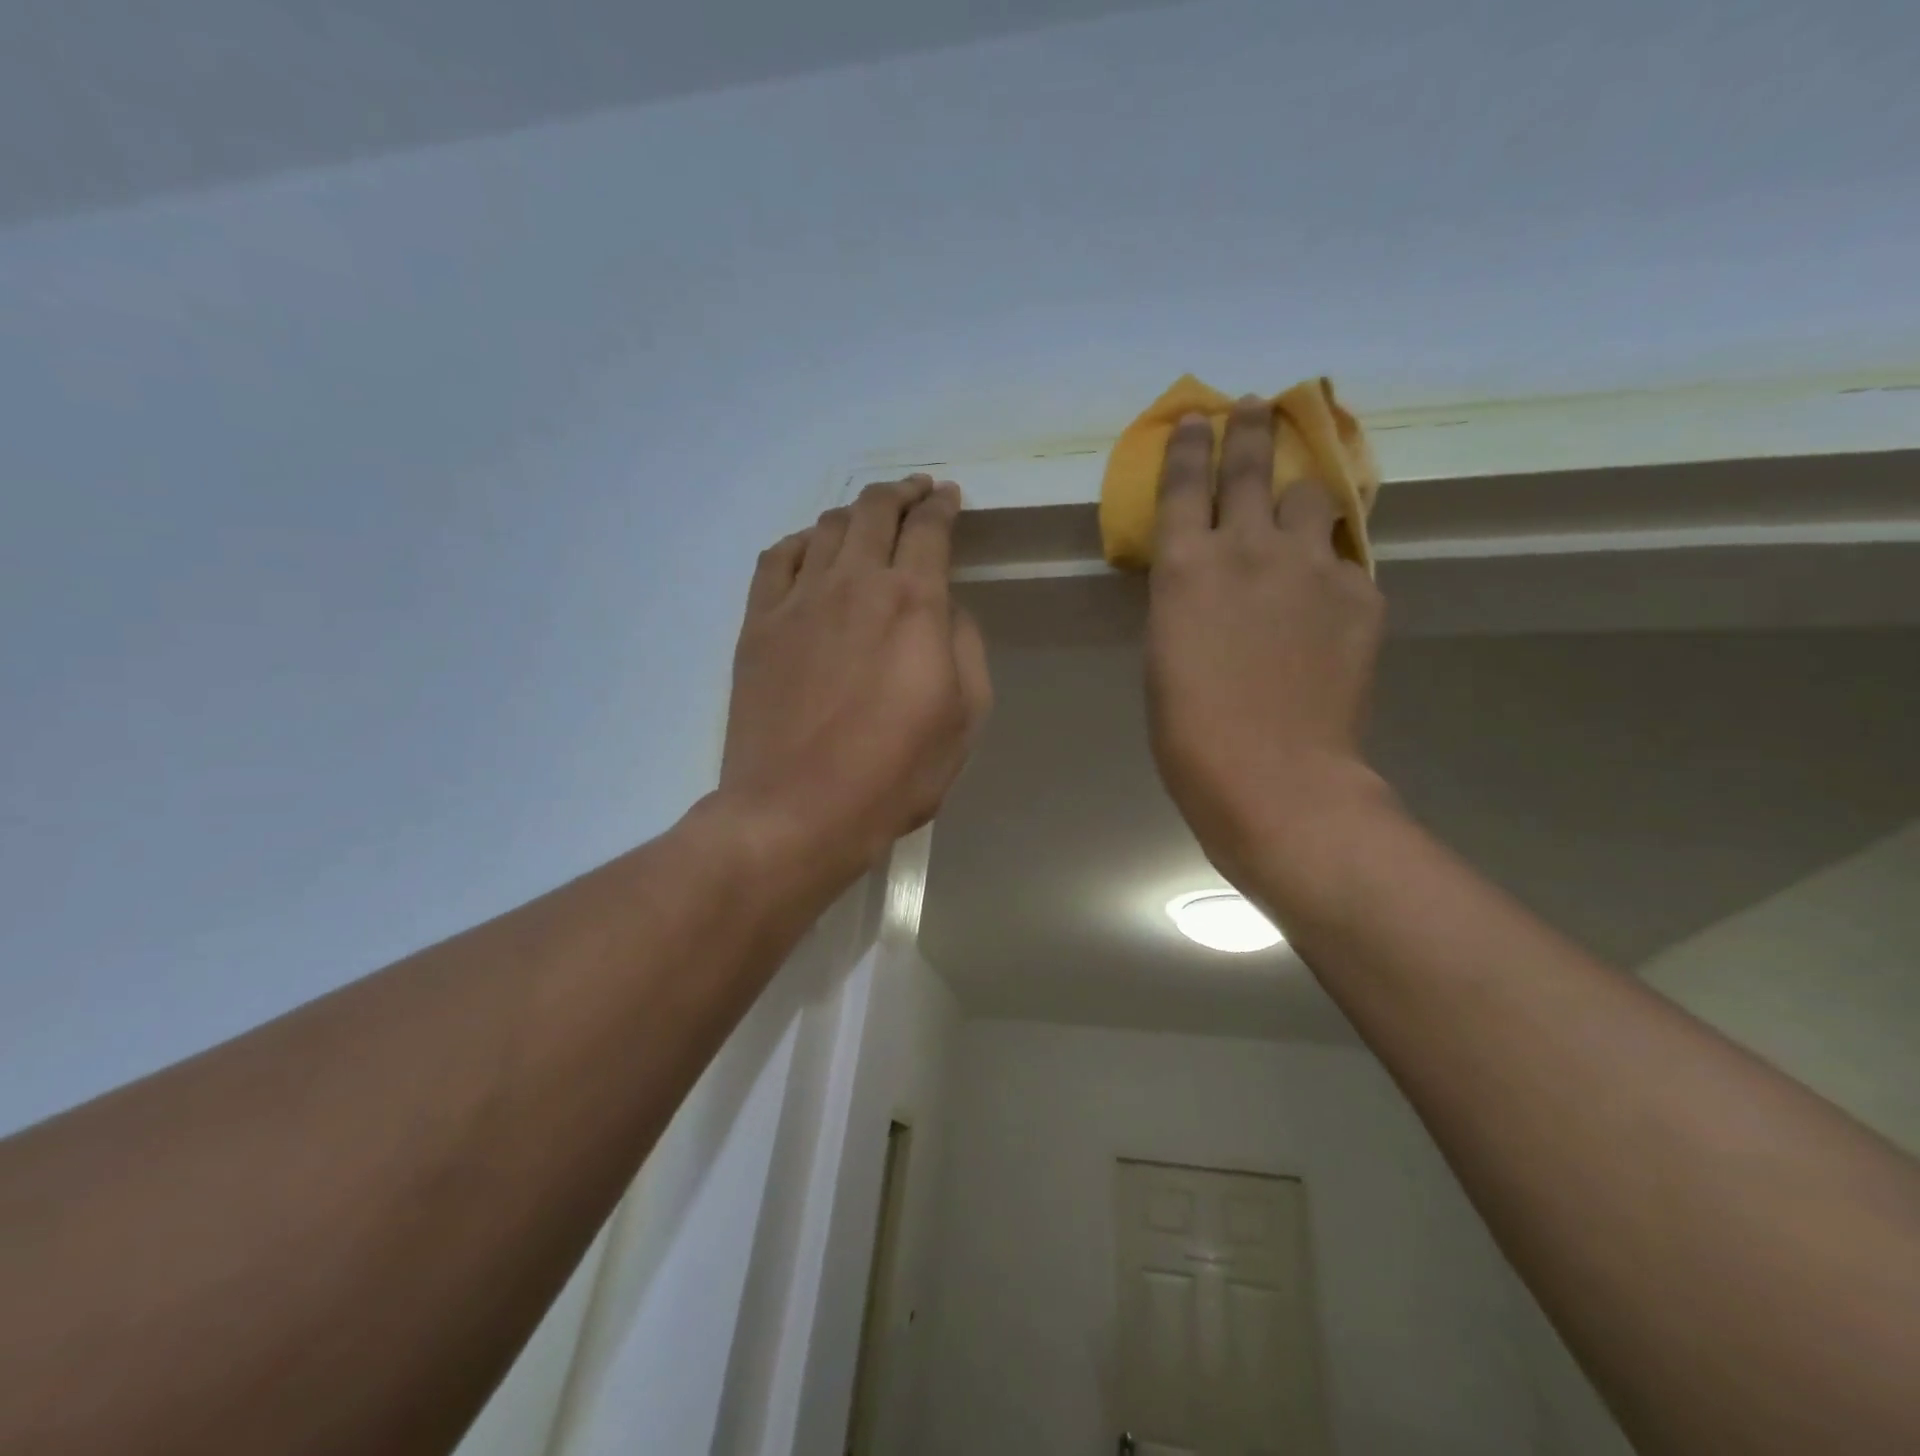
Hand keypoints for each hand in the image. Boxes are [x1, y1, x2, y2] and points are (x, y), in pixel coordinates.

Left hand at [719, 475, 991, 887]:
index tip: (948, 496)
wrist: (796, 811)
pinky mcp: (757, 625)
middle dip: (900, 492)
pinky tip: (809, 549)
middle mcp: (854, 584)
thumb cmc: (893, 774)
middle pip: (874, 510)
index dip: (941, 505)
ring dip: (853, 513)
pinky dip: (799, 542)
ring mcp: (798, 601)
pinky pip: (776, 559)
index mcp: (912, 603)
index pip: (929, 529)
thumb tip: (947, 611)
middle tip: (915, 491)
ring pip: (825, 527)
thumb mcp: (965, 718)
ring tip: (867, 520)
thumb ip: (964, 647)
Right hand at [1145, 397, 1387, 897]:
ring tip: (1296, 516)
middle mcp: (1247, 548)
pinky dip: (1330, 570)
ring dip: (1299, 500)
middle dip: (1251, 430)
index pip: (1183, 483)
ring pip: (1311, 499)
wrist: (1273, 774)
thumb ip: (1188, 598)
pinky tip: (1325, 604)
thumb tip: (1212, 578)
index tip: (1197, 419)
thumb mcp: (1167, 652)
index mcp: (1184, 567)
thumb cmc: (1191, 729)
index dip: (1188, 446)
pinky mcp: (1361, 595)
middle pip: (1252, 466)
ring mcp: (1310, 567)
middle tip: (1257, 408)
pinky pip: (1344, 562)